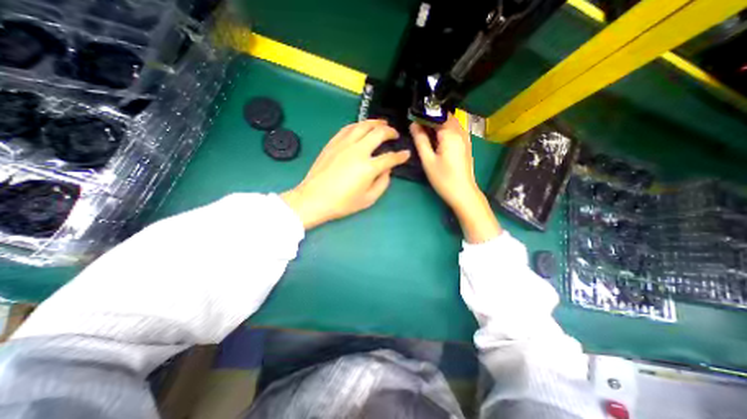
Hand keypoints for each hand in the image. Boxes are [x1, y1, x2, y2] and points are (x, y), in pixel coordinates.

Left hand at [282, 119, 408, 230]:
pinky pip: (348, 128)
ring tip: (382, 123)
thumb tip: (387, 170)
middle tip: (395, 134)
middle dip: (390, 132)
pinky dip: (358, 125)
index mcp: (368, 167)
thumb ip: (382, 183)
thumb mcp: (368, 199)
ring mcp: (344, 144)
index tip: (406, 154)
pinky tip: (361, 126)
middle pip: (378, 133)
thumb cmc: (342, 203)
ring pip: (363, 126)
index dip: (401, 156)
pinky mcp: (333, 143)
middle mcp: (358, 151)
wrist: (314, 199)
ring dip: (375, 123)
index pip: (390, 157)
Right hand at [407, 114, 500, 244]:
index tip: (412, 119)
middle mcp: (460, 132)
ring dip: (438, 124)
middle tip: (417, 126)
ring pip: (451, 123)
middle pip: (445, 117)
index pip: (436, 115)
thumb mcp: (428, 160)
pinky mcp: (466, 144)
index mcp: (450, 134)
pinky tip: (437, 139)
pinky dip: (445, 130)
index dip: (423, 115)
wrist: (463, 193)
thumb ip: (420, 140)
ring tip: (425, 132)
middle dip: (431, 118)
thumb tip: (413, 124)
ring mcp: (465, 138)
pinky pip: (455, 130)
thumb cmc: (443, 178)